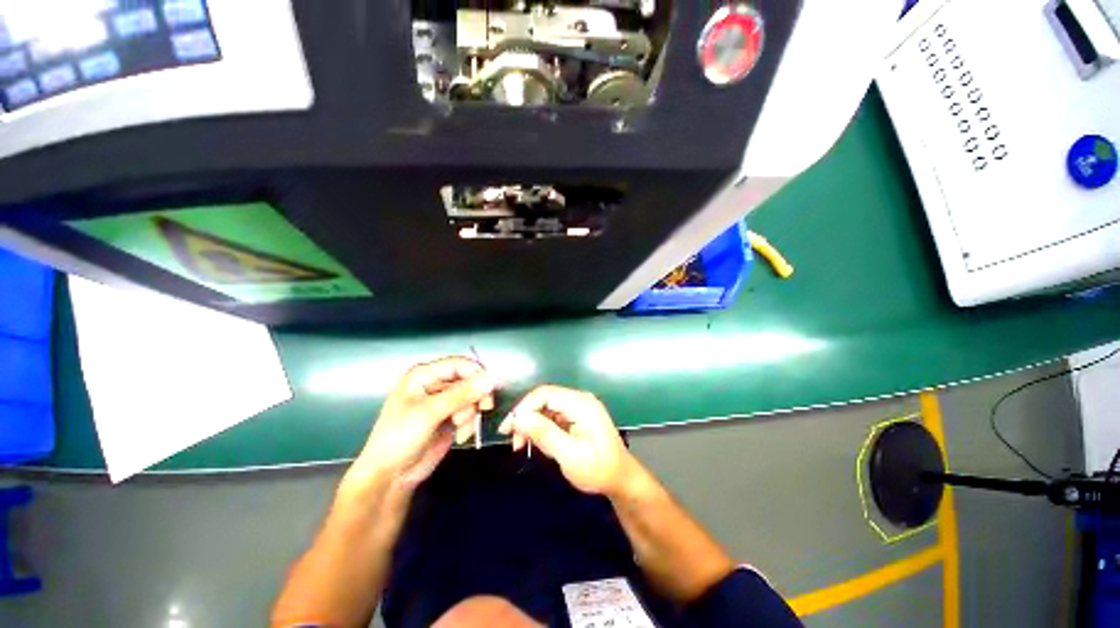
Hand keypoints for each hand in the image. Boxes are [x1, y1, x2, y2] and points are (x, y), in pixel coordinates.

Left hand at [356, 357, 496, 488]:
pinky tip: (460, 435)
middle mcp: (435, 384)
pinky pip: (470, 413)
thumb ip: (461, 394)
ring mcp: (443, 402)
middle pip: (469, 380)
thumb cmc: (399, 438)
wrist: (389, 477)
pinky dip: (469, 423)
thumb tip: (490, 379)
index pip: (459, 364)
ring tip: (459, 427)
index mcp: (424, 375)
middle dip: (475, 396)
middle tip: (484, 408)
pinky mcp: (450, 418)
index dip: (477, 373)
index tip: (492, 387)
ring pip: (472, 398)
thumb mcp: (429, 413)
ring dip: (471, 413)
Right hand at [499, 385, 637, 495]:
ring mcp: (578, 407)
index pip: (544, 394)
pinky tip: (536, 443)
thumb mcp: (569, 455)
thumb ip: (544, 433)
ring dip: (531, 424)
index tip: (508, 429)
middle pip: (544, 399)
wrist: (621, 479)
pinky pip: (553, 416)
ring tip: (521, 444)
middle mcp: (579, 400)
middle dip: (525, 417)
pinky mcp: (577, 417)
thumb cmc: (597, 469)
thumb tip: (519, 417)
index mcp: (580, 403)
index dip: (523, 408)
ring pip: (546, 408)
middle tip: (512, 439)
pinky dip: (541, 428)